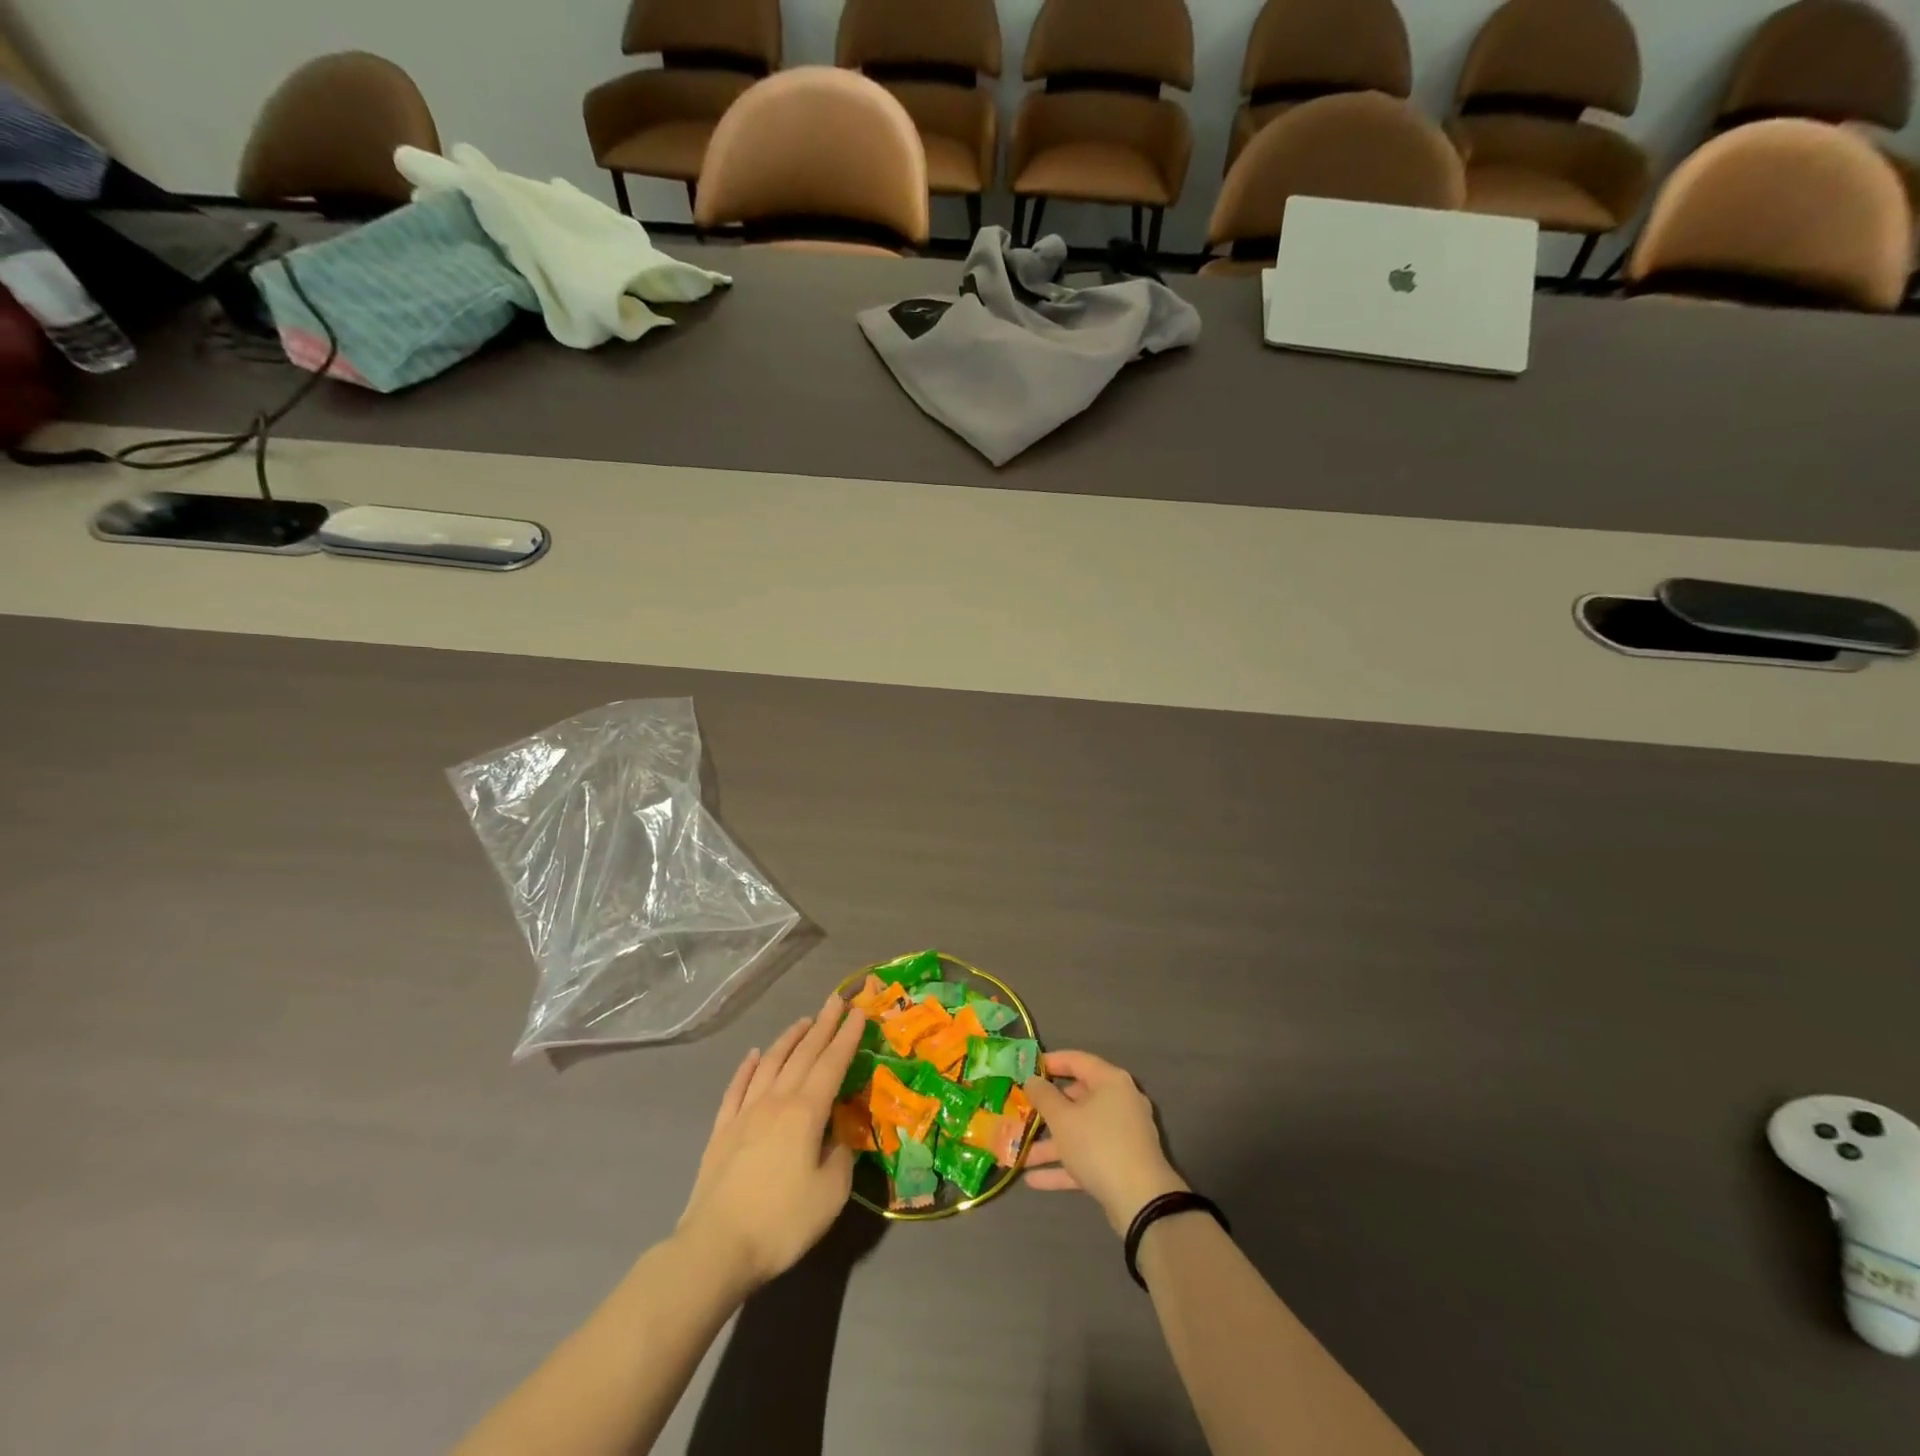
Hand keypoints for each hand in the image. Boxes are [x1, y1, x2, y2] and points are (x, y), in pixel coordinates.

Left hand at [677, 992, 866, 1289]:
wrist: (715, 1248)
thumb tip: (839, 1137)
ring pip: (771, 1063)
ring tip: (804, 1021)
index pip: (832, 1063)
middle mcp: (776, 1101)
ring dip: (790, 1039)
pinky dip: (748, 1066)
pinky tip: (755, 1054)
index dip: (847, 1037)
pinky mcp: (722, 1131)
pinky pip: (737, 1087)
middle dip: (823, 1025)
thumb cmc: (781, 1222)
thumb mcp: (831, 1194)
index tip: (858, 1011)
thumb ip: (841, 1156)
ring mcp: (745, 1113)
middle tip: (836, 1000)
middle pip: (803, 1054)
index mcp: (806, 1112)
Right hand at [1023, 1050, 1187, 1235]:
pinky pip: (1087, 1156)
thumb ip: (1043, 1096)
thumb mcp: (1063, 1118)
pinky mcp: (1120, 1164)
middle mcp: (1119, 1102)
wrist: (1142, 1201)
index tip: (1027, 1068)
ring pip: (1079, 1132)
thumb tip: (1032, 1079)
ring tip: (1019, 1154)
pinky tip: (1033, 1179)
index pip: (1077, 1060)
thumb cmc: (1098, 1145)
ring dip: (1050, 1144)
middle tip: (1021, 1111)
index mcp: (1110, 1082)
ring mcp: (1121, 1135)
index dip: (1051, 1062)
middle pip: (1077, 1099)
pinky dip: (1064, 1165)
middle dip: (1046, 1111)